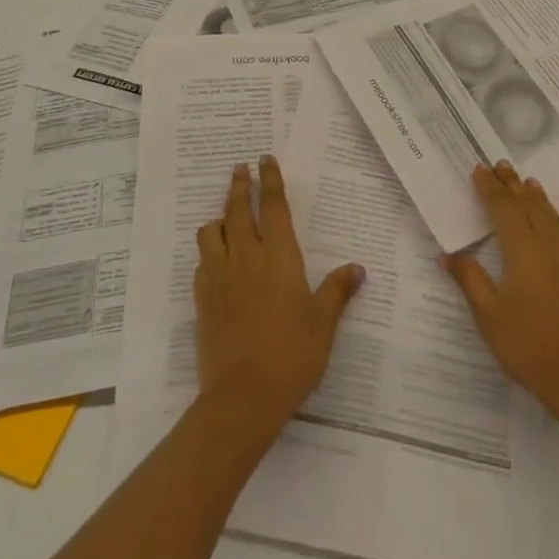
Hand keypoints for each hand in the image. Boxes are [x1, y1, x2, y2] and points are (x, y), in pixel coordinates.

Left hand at [194, 155, 364, 428]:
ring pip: (211, 232)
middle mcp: (246, 257)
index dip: (269, 180)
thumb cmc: (292, 354)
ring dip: (219, 217)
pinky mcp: (202, 301)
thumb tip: (357, 268)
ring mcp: (219, 277)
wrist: (242, 398)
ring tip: (225, 216)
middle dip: (239, 186)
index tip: (264, 159)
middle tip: (240, 168)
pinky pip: (201, 262)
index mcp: (278, 256)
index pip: (272, 206)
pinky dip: (208, 251)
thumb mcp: (323, 322)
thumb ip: (337, 290)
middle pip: (236, 210)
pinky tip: (215, 259)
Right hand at [444, 162, 558, 426]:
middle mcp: (552, 242)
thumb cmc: (530, 347)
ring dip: (537, 198)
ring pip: (554, 215)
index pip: (503, 207)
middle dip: (512, 184)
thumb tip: (447, 253)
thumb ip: (469, 279)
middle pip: (529, 203)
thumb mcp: (489, 316)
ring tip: (528, 183)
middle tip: (501, 166)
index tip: (479, 170)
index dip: (490, 187)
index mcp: (523, 249)